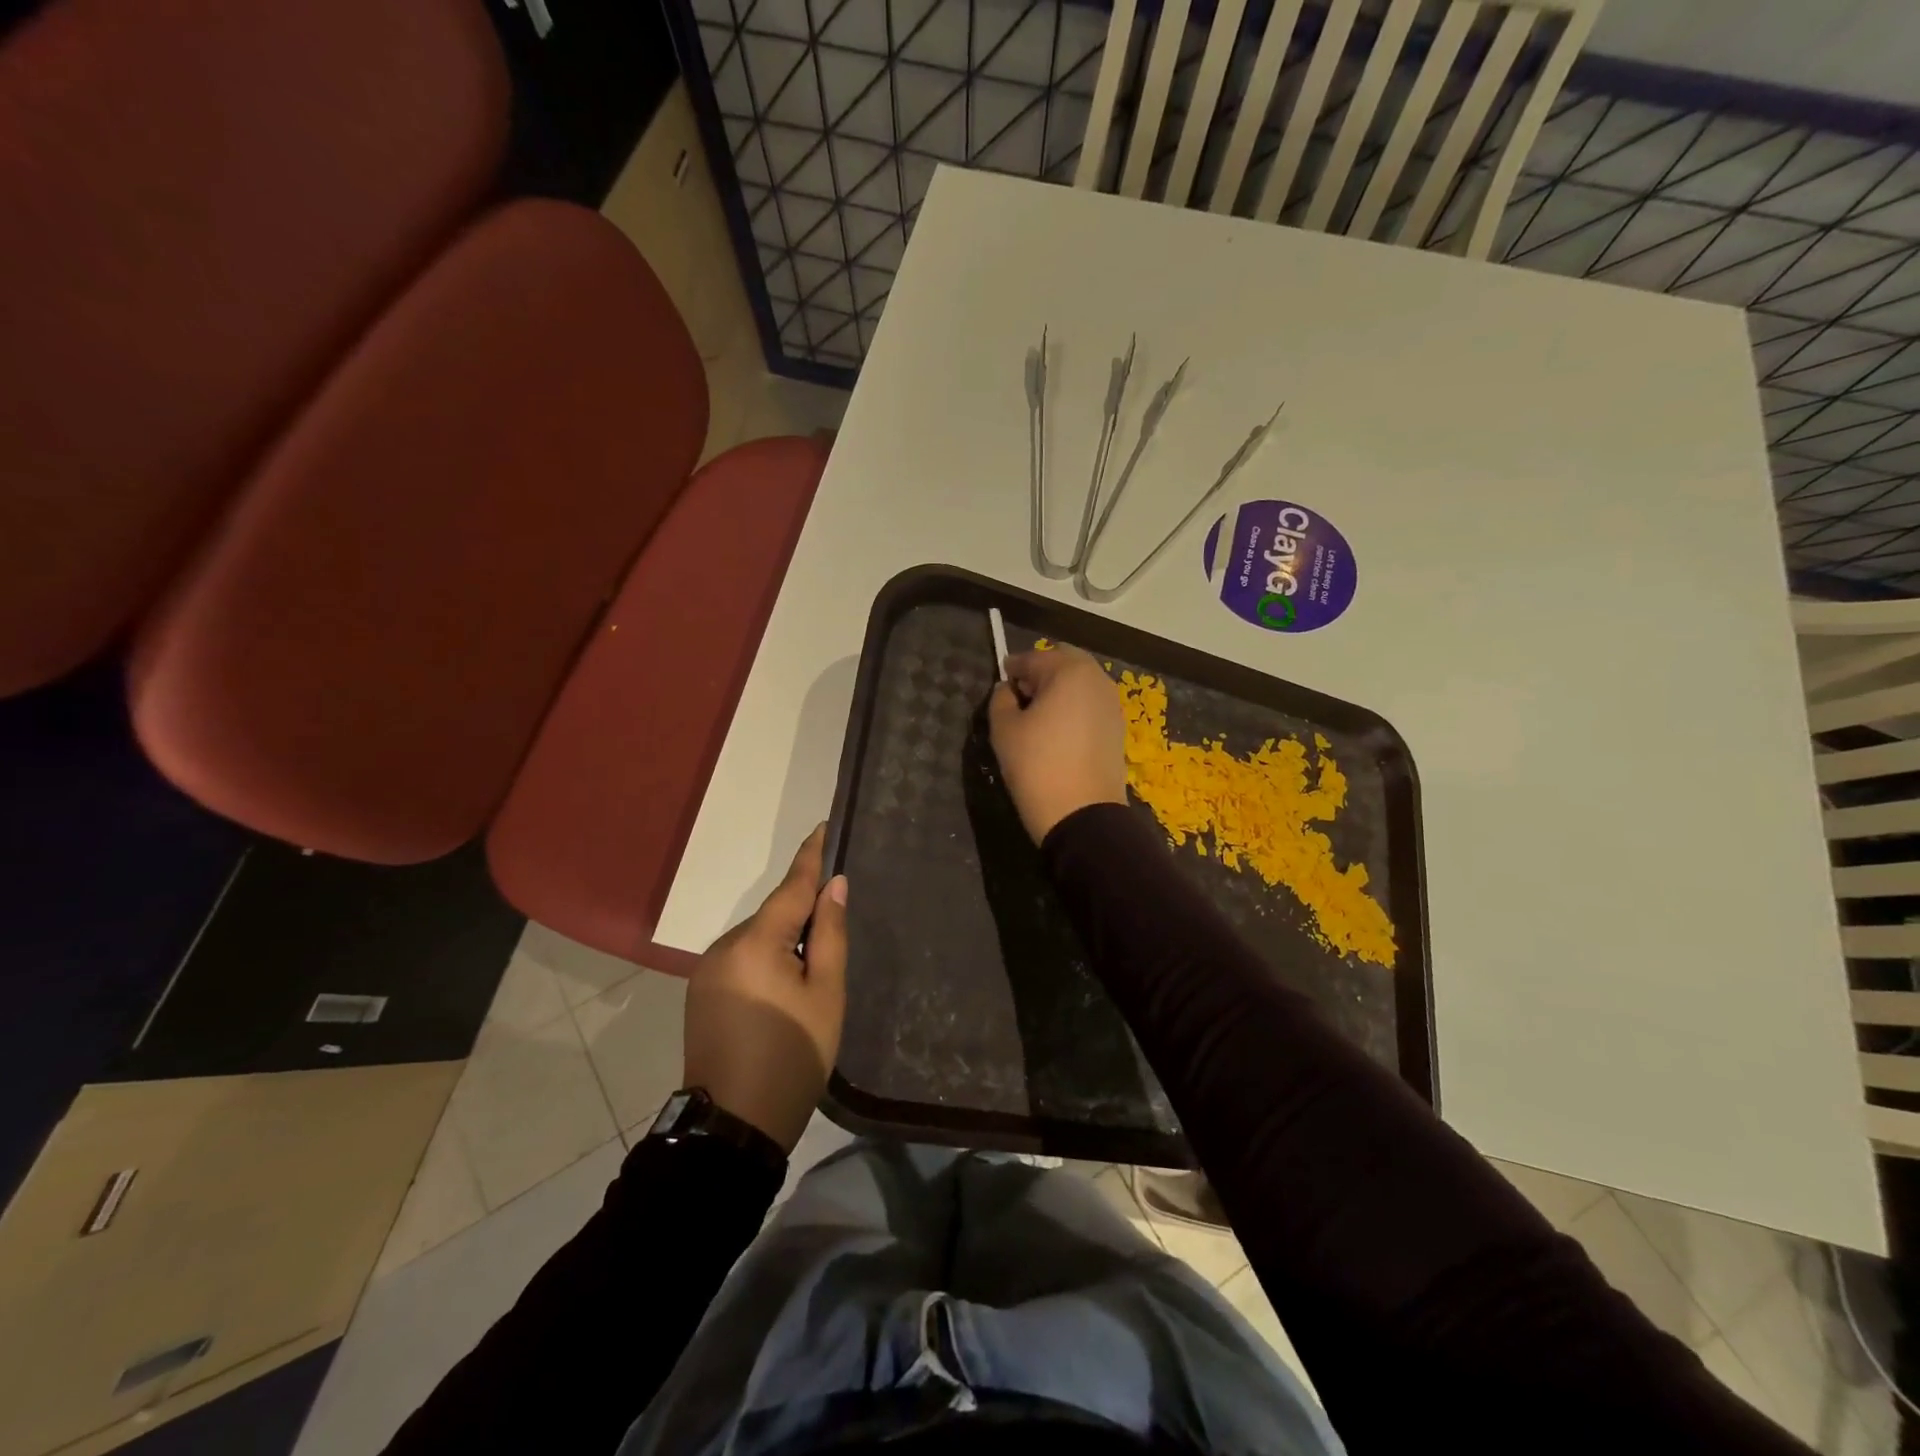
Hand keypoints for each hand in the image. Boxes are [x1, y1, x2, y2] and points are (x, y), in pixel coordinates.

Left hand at [683, 826, 847, 1151]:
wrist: (732, 1127)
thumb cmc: (791, 1057)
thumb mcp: (826, 995)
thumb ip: (830, 935)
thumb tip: (834, 886)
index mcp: (756, 943)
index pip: (790, 887)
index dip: (810, 857)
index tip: (822, 827)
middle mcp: (724, 947)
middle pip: (774, 916)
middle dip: (803, 914)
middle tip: (836, 929)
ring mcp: (707, 971)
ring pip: (757, 940)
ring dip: (784, 943)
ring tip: (813, 973)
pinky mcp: (701, 994)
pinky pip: (742, 961)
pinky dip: (766, 961)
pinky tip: (783, 989)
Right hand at [988, 643, 1128, 842]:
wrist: (1081, 814)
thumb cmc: (1037, 765)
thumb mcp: (1004, 729)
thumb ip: (1001, 699)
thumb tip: (1008, 689)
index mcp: (1069, 671)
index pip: (1034, 658)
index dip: (1013, 668)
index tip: (1001, 679)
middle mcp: (1097, 679)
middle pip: (1064, 663)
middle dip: (1041, 672)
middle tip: (1020, 695)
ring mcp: (1112, 704)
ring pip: (1081, 683)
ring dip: (1060, 689)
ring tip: (1038, 714)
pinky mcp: (1118, 728)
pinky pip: (1091, 705)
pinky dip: (1074, 708)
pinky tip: (1058, 730)